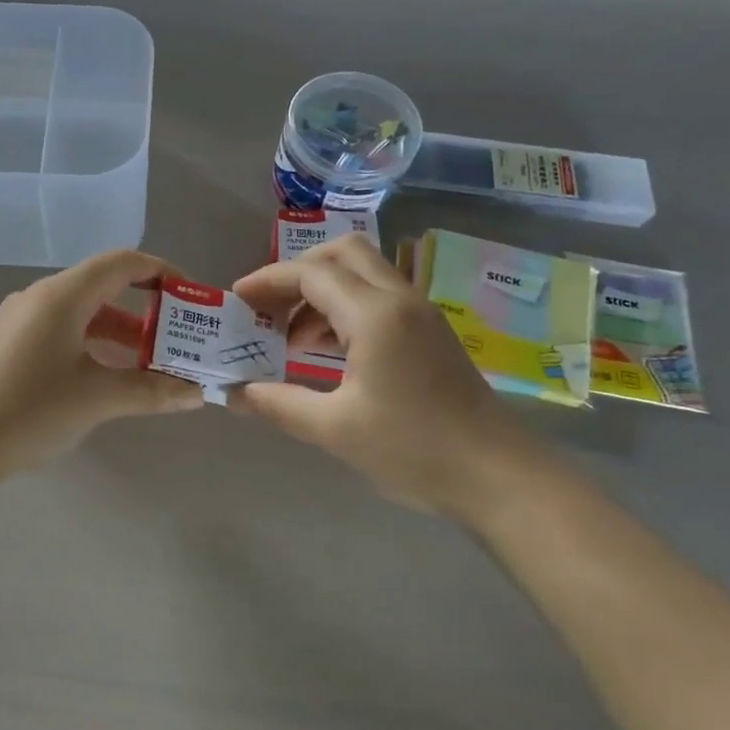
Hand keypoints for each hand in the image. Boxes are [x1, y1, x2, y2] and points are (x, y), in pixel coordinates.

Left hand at [0, 250, 204, 469]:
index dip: (161, 273)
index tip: (190, 299)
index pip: (122, 263)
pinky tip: (106, 379)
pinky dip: (93, 346)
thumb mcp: (97, 399)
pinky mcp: (9, 346)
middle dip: (146, 312)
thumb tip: (198, 393)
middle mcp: (40, 298)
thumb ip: (151, 391)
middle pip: (103, 288)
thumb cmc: (30, 410)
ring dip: (120, 334)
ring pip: (83, 314)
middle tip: (178, 340)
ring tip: (151, 365)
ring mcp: (20, 322)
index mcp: (62, 296)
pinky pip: (63, 332)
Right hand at [230, 235, 553, 519]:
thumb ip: (278, 404)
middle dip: (297, 271)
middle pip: (342, 253)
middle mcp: (399, 300)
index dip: (268, 281)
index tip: (236, 301)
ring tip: (290, 337)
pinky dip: (344, 308)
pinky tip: (325, 350)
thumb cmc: (413, 449)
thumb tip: (233, 393)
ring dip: (321, 291)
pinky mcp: (429, 332)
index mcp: (374, 315)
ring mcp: (419, 313)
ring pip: (362, 273)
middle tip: (268, 307)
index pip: (311, 273)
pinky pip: (378, 297)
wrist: (496, 475)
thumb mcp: (334, 429)